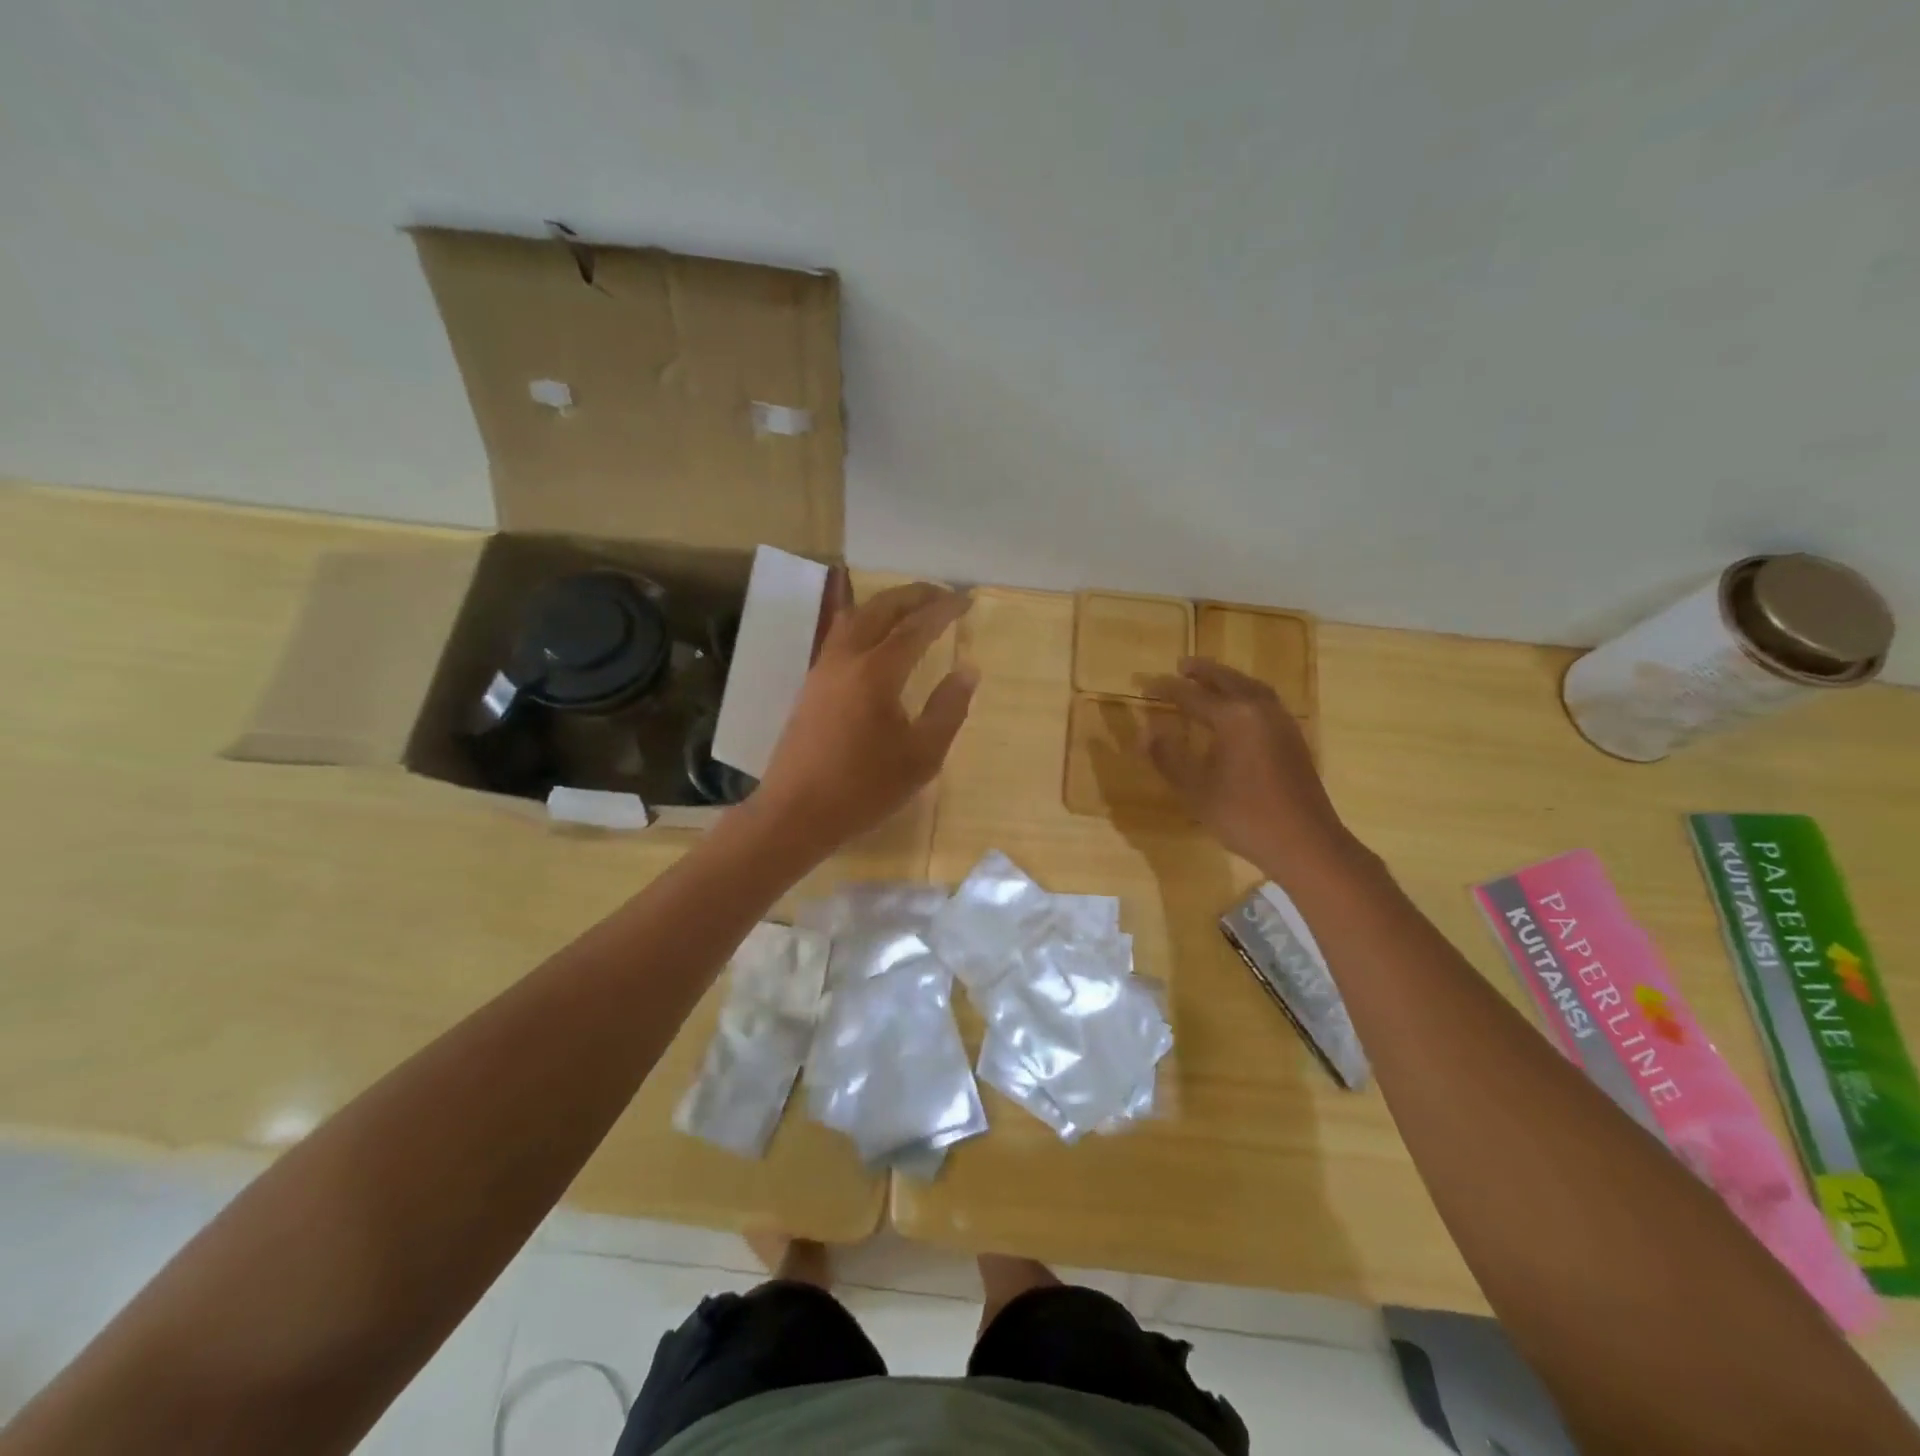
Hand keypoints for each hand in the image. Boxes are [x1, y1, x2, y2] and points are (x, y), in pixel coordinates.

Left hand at [753, 572, 977, 851]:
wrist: (796, 812)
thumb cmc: (864, 788)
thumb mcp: (921, 756)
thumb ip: (948, 709)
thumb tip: (968, 671)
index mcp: (876, 671)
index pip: (916, 626)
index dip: (944, 609)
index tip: (967, 599)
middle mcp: (846, 658)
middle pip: (881, 608)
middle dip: (914, 595)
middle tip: (943, 595)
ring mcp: (823, 668)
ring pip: (855, 617)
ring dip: (887, 604)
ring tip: (912, 609)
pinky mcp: (811, 684)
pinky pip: (841, 634)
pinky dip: (866, 622)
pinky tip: (876, 637)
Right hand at [1140, 658, 1350, 869]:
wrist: (1305, 842)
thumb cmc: (1244, 815)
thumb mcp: (1195, 789)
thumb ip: (1168, 757)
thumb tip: (1147, 731)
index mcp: (1234, 717)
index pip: (1191, 695)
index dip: (1166, 689)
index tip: (1144, 685)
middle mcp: (1260, 710)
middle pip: (1227, 680)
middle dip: (1202, 672)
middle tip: (1181, 665)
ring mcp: (1281, 722)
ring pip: (1250, 687)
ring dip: (1227, 679)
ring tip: (1208, 679)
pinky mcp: (1293, 738)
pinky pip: (1265, 700)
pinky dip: (1245, 693)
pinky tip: (1239, 707)